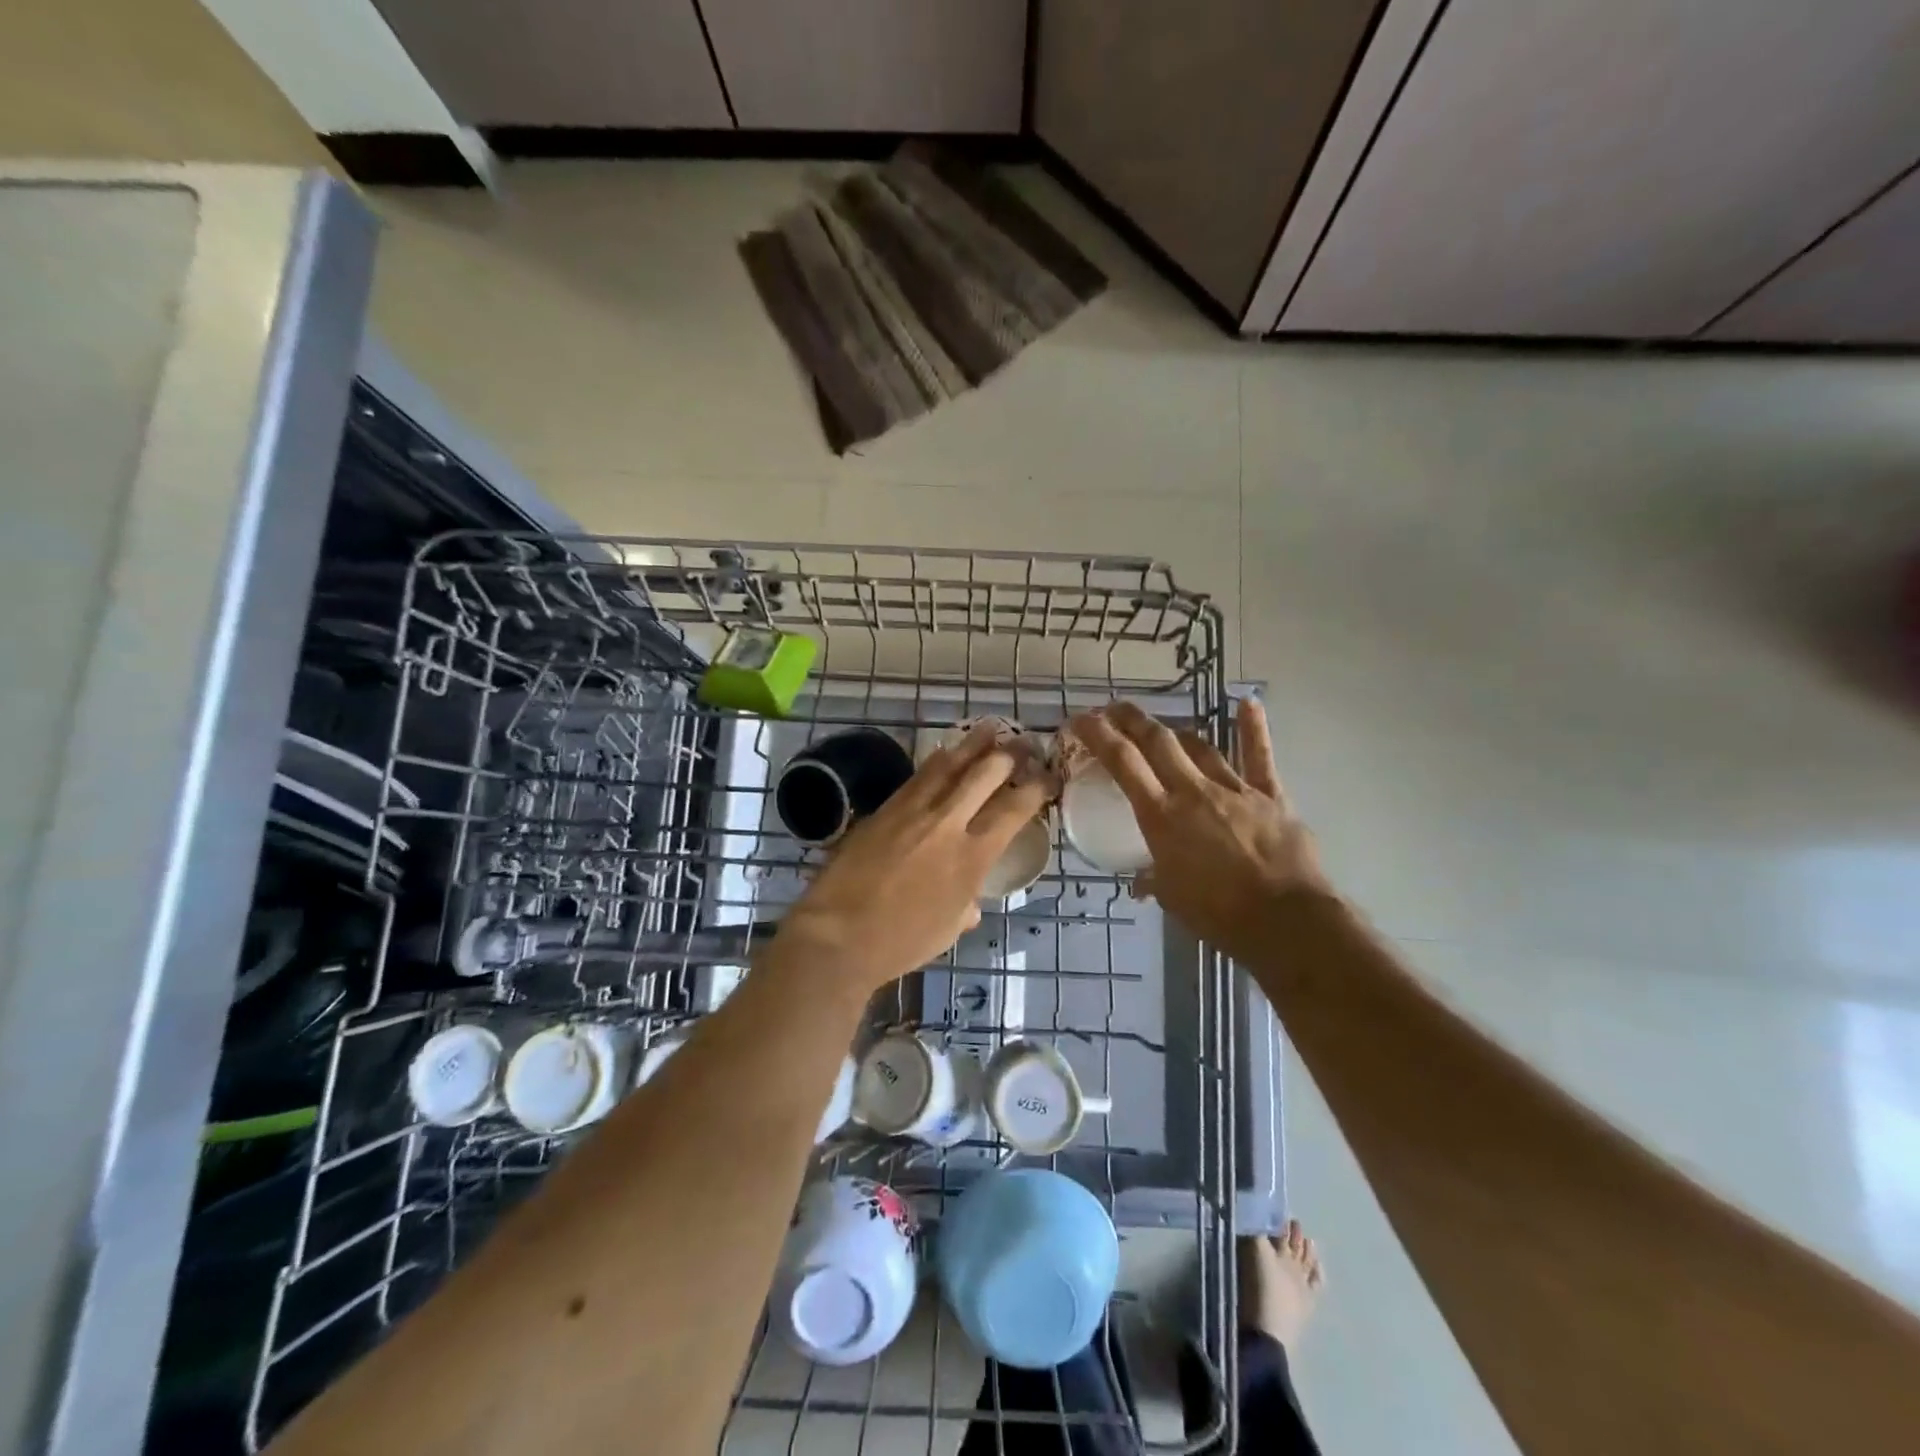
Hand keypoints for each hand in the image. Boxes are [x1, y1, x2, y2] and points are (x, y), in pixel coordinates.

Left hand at [766, 725, 1051, 997]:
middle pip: (985, 773)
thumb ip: (966, 904)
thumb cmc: (900, 942)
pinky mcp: (885, 808)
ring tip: (991, 727)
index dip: (1037, 787)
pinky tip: (944, 751)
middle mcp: (948, 823)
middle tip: (1025, 742)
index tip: (1049, 776)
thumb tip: (969, 899)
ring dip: (974, 743)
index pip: (1015, 809)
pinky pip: (918, 775)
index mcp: (973, 856)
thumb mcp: (949, 928)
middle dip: (1011, 753)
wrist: (838, 934)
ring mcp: (913, 810)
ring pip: (949, 764)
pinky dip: (937, 760)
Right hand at [1070, 699, 1332, 961]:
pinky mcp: (1269, 795)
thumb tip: (1140, 883)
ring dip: (1177, 732)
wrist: (1285, 921)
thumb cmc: (1218, 914)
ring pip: (1200, 747)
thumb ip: (1153, 881)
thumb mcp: (1172, 898)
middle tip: (1114, 708)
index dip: (1100, 735)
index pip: (1123, 763)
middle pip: (1158, 741)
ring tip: (1163, 727)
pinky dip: (1253, 729)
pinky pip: (1259, 757)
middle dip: (1132, 719)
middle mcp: (1193, 792)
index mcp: (1161, 816)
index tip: (1082, 719)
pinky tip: (1248, 702)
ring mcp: (1233, 789)